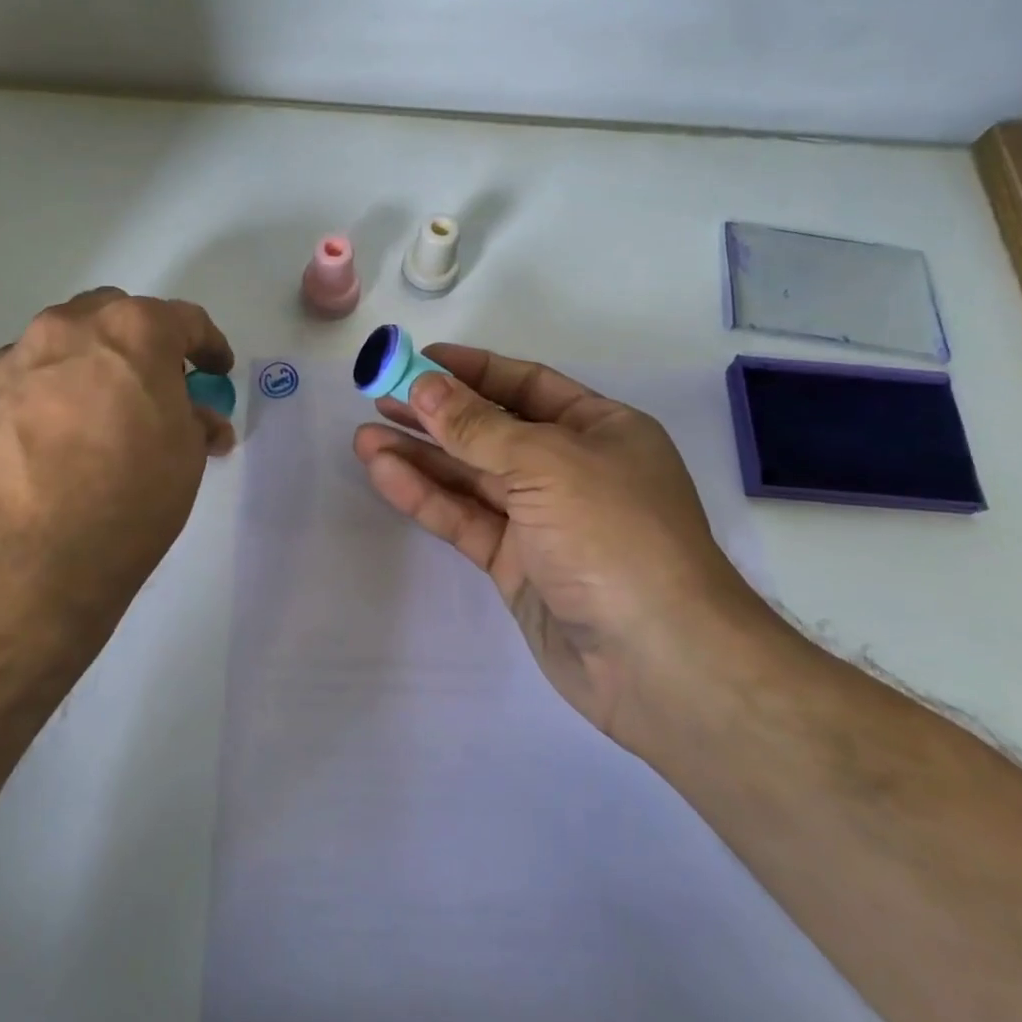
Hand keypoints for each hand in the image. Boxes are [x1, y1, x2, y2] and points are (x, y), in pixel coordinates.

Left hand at [0, 288, 234, 668]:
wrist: (31, 555)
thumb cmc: (131, 496)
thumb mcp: (188, 456)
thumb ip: (195, 420)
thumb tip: (196, 418)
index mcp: (136, 330)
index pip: (186, 321)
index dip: (210, 347)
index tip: (217, 372)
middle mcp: (74, 326)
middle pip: (121, 315)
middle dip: (147, 344)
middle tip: (161, 387)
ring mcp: (24, 354)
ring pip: (73, 340)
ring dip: (99, 362)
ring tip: (111, 410)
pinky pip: (38, 373)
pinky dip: (60, 386)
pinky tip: (67, 429)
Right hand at [353, 345, 764, 746]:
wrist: (657, 660)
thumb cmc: (614, 535)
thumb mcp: (547, 463)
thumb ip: (479, 426)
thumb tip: (424, 385)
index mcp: (599, 429)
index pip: (526, 384)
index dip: (472, 371)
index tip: (417, 361)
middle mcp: (571, 468)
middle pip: (492, 429)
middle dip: (436, 414)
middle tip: (378, 397)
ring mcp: (542, 520)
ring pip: (471, 477)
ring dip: (420, 456)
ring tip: (364, 437)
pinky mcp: (516, 564)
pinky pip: (466, 519)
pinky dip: (426, 497)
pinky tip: (384, 474)